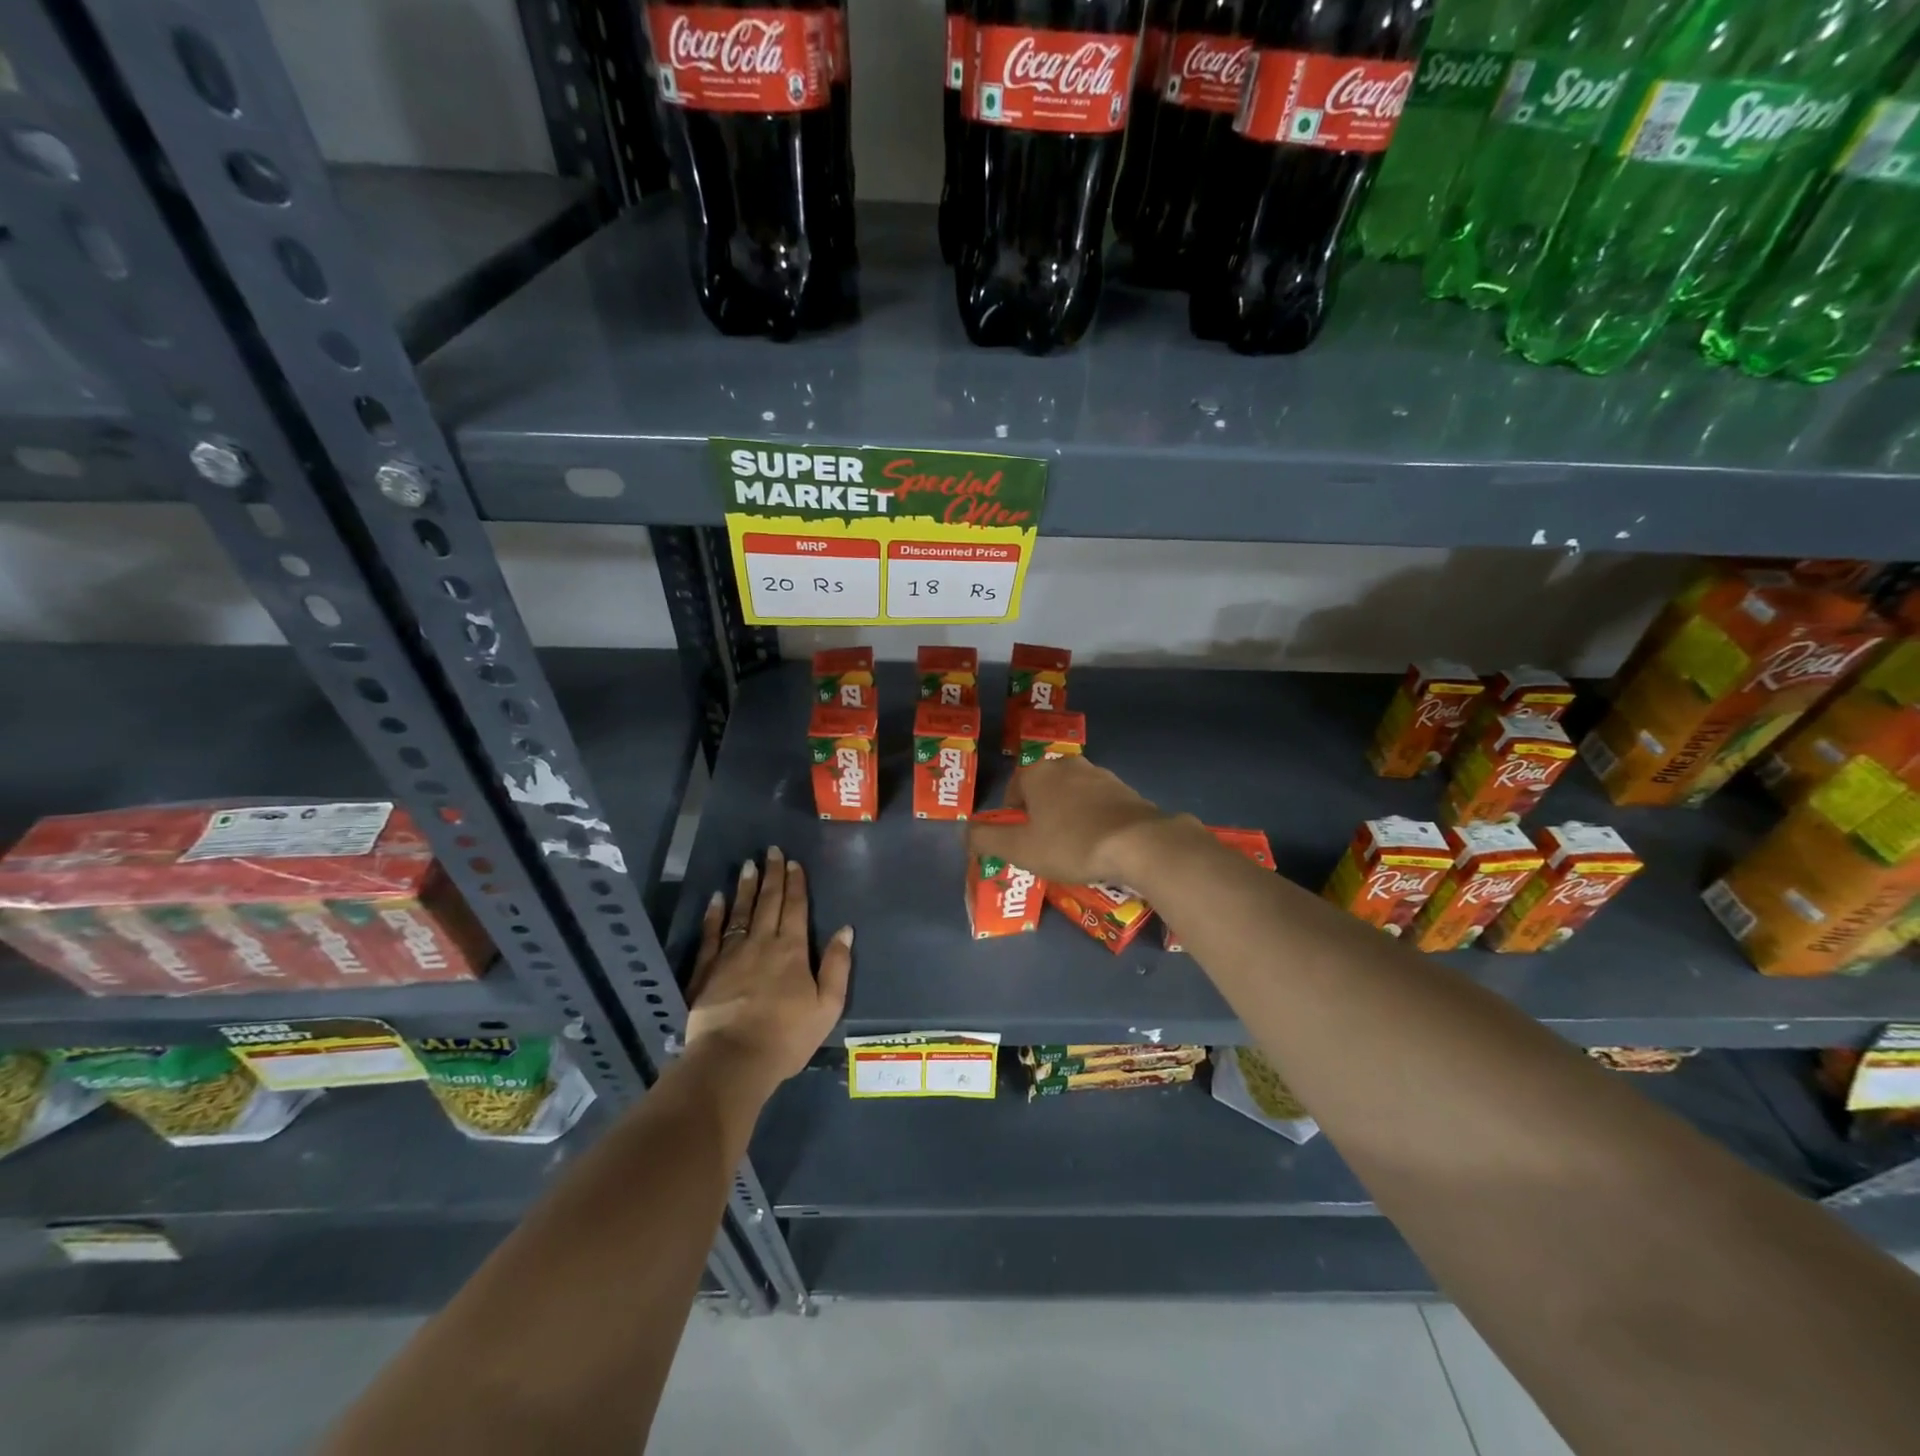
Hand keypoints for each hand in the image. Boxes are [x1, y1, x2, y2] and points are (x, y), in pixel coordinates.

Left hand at [685, 847, 850, 1093]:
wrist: (733, 1059)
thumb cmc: (787, 1036)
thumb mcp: (827, 1006)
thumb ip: (837, 966)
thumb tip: (845, 930)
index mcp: (792, 950)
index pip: (796, 908)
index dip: (796, 884)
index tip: (793, 862)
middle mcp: (762, 943)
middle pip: (769, 902)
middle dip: (772, 875)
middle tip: (772, 851)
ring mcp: (731, 954)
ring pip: (740, 911)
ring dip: (746, 887)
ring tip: (748, 865)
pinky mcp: (707, 969)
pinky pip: (712, 934)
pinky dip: (714, 914)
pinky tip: (716, 898)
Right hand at [966, 755, 1176, 886]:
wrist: (1138, 843)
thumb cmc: (1071, 844)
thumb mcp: (1020, 849)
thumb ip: (986, 839)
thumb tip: (965, 832)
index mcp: (1038, 773)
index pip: (1014, 788)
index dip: (1012, 815)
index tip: (1020, 840)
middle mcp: (1068, 765)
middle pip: (1044, 789)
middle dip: (1041, 814)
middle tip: (1044, 845)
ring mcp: (1101, 775)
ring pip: (1073, 795)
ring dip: (1069, 816)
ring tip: (1073, 847)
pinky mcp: (1126, 790)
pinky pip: (1099, 804)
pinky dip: (1094, 820)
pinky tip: (1100, 844)